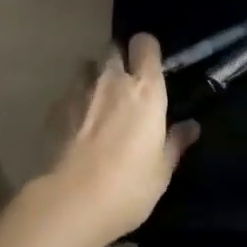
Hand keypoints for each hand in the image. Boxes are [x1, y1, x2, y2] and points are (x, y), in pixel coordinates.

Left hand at [43, 33, 199, 246]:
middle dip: (118, 59)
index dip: (146, 50)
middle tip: (123, 84)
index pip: (146, 43)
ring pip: (87, 66)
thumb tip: (192, 126)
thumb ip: (175, 142)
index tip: (149, 66)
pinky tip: (74, 126)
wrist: (72, 203)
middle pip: (113, 48)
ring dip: (93, 76)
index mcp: (145, 89)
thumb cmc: (128, 187)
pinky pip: (67, 92)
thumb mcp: (162, 170)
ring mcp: (80, 90)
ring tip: (96, 101)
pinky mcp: (54, 108)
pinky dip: (73, 101)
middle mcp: (112, 79)